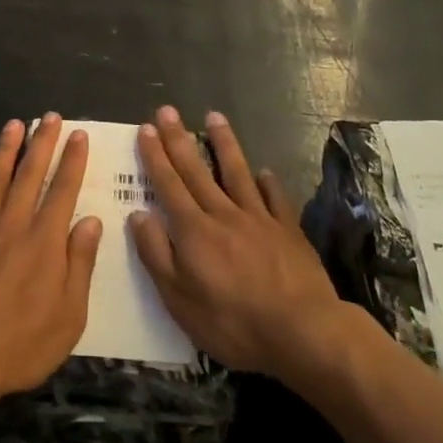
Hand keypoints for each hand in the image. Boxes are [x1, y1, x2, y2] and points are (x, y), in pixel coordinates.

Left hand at [0, 116, 103, 401]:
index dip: (72, 160)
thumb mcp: (69, 315)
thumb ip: (80, 264)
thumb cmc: (21, 343)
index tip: (78, 134)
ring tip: (14, 124)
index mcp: (44, 241)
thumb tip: (91, 222)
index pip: (63, 190)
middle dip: (42, 142)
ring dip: (6, 151)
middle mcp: (12, 226)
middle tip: (49, 116)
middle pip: (29, 174)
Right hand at [130, 107, 343, 380]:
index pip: (168, 184)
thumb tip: (139, 215)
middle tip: (168, 110)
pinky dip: (268, 183)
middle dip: (179, 139)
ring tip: (215, 117)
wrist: (302, 332)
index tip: (147, 128)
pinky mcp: (288, 231)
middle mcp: (223, 214)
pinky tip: (264, 171)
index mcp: (193, 230)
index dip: (155, 156)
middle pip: (197, 170)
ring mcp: (259, 219)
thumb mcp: (179, 299)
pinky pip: (275, 198)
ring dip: (224, 143)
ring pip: (237, 172)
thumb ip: (156, 254)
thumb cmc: (232, 322)